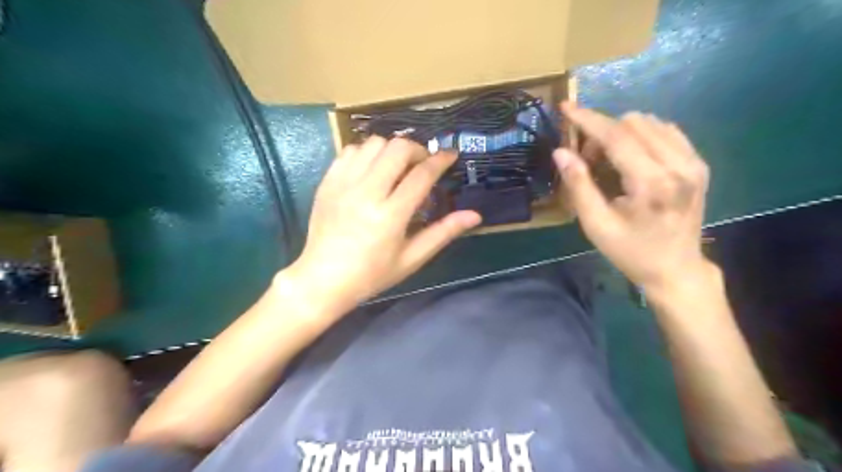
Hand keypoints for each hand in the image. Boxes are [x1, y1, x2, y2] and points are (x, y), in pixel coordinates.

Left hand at [282, 137, 479, 308]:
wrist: (323, 279)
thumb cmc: (372, 274)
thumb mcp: (411, 258)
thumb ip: (443, 233)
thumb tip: (474, 215)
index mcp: (390, 215)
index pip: (421, 174)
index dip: (441, 160)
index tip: (451, 155)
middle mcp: (366, 193)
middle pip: (397, 148)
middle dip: (417, 150)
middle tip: (422, 165)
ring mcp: (343, 184)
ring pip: (373, 144)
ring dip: (391, 150)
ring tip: (397, 167)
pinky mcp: (327, 182)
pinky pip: (349, 151)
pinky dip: (366, 153)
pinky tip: (372, 170)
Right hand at [557, 101, 708, 292]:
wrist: (675, 269)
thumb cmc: (630, 251)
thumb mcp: (596, 224)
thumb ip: (578, 185)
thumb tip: (561, 151)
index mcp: (652, 183)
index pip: (617, 136)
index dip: (589, 119)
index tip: (566, 107)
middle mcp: (679, 165)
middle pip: (634, 123)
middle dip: (603, 133)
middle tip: (589, 161)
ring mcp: (693, 163)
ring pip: (651, 123)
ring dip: (622, 134)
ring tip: (610, 162)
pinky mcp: (699, 164)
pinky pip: (667, 131)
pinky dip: (642, 136)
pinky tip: (633, 158)